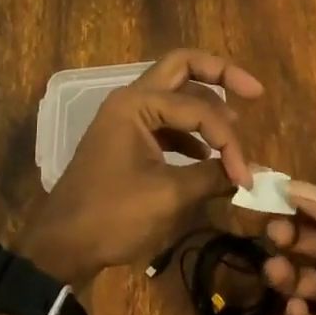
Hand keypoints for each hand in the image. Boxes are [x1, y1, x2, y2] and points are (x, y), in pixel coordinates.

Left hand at [19, 49, 264, 286]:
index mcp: (136, 104)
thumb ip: (212, 177)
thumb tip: (250, 175)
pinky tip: (206, 156)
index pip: (199, 108)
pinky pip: (166, 121)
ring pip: (175, 95)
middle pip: (183, 68)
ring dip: (206, 107)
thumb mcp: (168, 197)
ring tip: (235, 130)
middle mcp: (131, 99)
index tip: (245, 177)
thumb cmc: (111, 216)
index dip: (229, 141)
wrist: (61, 246)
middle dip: (221, 75)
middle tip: (255, 91)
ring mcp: (127, 118)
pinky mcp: (127, 139)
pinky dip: (190, 132)